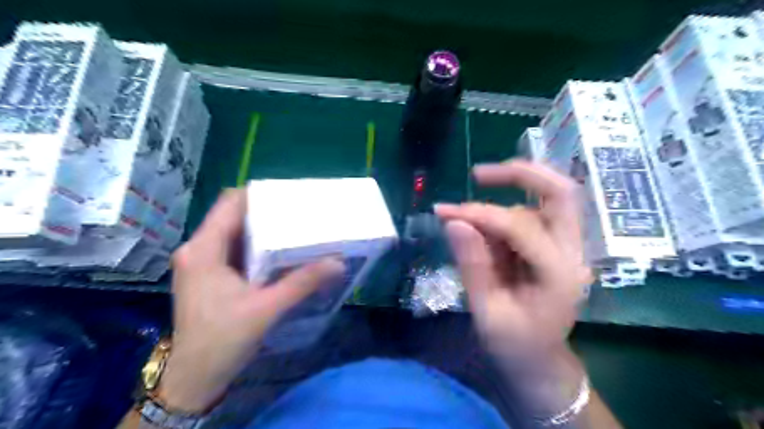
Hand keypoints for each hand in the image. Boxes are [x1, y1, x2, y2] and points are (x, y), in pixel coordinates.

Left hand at [158, 189, 342, 411]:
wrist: (194, 378)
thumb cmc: (223, 340)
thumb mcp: (267, 308)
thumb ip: (302, 282)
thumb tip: (337, 263)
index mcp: (203, 249)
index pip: (230, 203)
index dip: (260, 195)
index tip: (290, 197)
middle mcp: (197, 249)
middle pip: (232, 215)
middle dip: (265, 212)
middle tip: (298, 213)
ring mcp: (200, 261)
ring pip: (233, 231)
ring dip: (261, 229)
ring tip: (292, 229)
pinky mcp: (206, 274)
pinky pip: (232, 247)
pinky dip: (254, 245)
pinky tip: (276, 253)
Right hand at [436, 159, 588, 367]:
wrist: (540, 360)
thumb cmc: (515, 345)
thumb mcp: (487, 312)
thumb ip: (472, 265)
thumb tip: (454, 222)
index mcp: (558, 274)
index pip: (521, 226)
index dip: (481, 214)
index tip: (445, 212)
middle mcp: (573, 253)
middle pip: (561, 192)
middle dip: (521, 174)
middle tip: (479, 174)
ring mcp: (568, 247)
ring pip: (544, 201)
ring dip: (504, 199)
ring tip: (467, 219)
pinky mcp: (555, 247)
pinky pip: (532, 215)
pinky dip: (504, 215)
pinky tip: (483, 233)